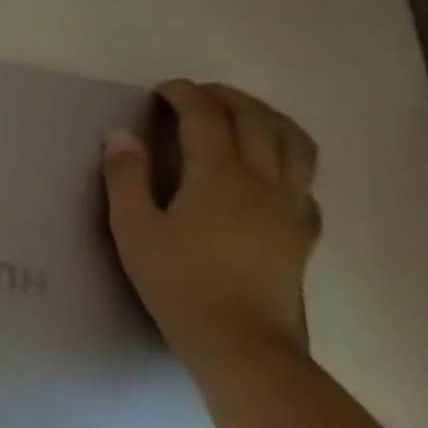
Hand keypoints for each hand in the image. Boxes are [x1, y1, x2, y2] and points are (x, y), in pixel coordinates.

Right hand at [102, 80, 320, 360]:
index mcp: (219, 177)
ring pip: (295, 143)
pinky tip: (271, 170)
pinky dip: (287, 156)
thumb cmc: (176, 281)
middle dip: (229, 98)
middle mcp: (264, 180)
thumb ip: (126, 179)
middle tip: (199, 94)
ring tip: (245, 115)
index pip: (207, 119)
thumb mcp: (134, 230)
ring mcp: (292, 205)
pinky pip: (305, 178)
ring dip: (269, 117)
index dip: (186, 96)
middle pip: (258, 121)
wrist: (239, 338)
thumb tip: (122, 136)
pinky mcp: (304, 230)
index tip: (165, 88)